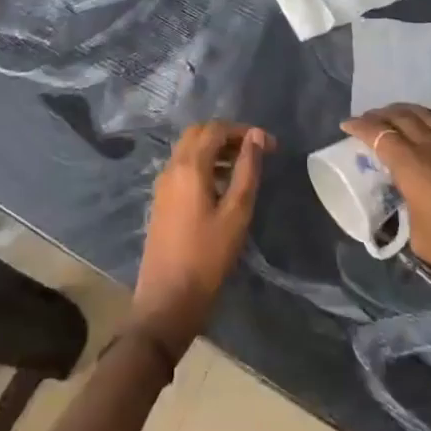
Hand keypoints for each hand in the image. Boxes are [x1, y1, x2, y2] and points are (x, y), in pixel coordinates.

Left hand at [130, 120, 271, 357]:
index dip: (243, 130)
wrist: (167, 300)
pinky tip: (221, 187)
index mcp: (189, 167)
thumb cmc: (207, 257)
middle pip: (198, 134)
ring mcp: (163, 184)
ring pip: (188, 150)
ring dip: (215, 149)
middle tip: (254, 151)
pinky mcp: (161, 200)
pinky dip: (203, 165)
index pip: (215, 129)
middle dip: (227, 135)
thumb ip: (247, 170)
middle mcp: (172, 168)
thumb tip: (255, 136)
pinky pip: (182, 168)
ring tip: (243, 168)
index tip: (269, 145)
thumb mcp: (236, 213)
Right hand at [342, 104, 430, 321]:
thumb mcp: (419, 238)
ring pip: (425, 115)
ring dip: (404, 112)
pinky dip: (424, 122)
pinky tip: (422, 136)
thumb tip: (406, 205)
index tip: (345, 126)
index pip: (380, 134)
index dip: (360, 127)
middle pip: (402, 116)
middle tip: (366, 121)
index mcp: (413, 165)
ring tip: (391, 118)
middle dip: (380, 114)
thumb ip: (407, 212)